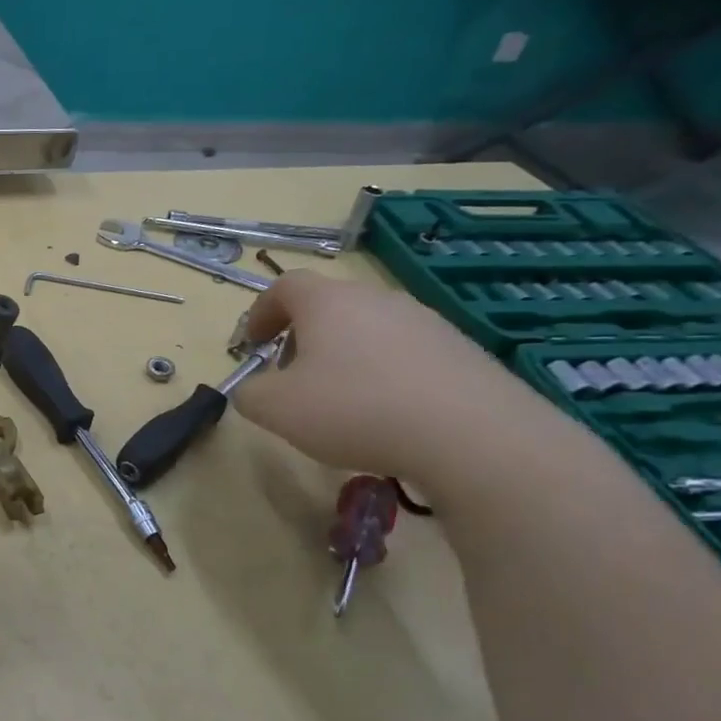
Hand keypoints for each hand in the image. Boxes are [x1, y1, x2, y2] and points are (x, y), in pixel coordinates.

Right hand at [228, 269, 542, 480]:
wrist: (471, 434)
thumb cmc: (354, 409)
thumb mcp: (276, 409)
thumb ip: (249, 394)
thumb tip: (252, 389)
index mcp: (328, 302)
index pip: (285, 286)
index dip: (261, 312)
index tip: (253, 344)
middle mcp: (377, 299)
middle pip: (329, 306)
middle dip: (302, 337)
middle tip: (292, 376)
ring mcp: (425, 322)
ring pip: (369, 329)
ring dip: (345, 356)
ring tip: (341, 400)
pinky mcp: (460, 351)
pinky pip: (406, 354)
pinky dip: (384, 374)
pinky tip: (388, 415)